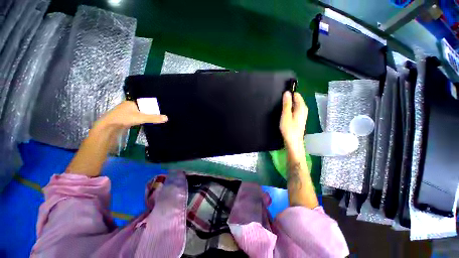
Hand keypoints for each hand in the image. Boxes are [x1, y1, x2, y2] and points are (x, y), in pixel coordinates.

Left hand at [94, 101, 167, 130]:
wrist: (108, 127)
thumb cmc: (124, 118)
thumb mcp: (141, 118)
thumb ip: (153, 118)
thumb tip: (167, 118)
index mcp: (132, 103)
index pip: (145, 103)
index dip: (152, 107)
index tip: (160, 110)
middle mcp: (128, 106)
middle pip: (142, 109)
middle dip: (150, 112)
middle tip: (159, 116)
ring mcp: (125, 113)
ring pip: (138, 114)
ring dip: (145, 117)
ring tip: (154, 119)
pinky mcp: (124, 119)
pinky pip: (135, 118)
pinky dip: (141, 120)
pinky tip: (145, 123)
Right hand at [280, 91, 307, 152]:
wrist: (293, 142)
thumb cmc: (289, 129)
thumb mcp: (286, 115)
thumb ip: (287, 104)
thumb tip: (287, 92)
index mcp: (301, 107)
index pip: (296, 95)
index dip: (288, 95)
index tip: (281, 98)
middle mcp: (303, 109)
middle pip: (295, 100)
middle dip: (287, 100)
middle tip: (279, 106)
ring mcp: (302, 114)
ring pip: (294, 105)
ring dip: (287, 106)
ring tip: (280, 111)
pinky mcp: (299, 119)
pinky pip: (294, 110)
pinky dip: (289, 111)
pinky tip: (284, 115)